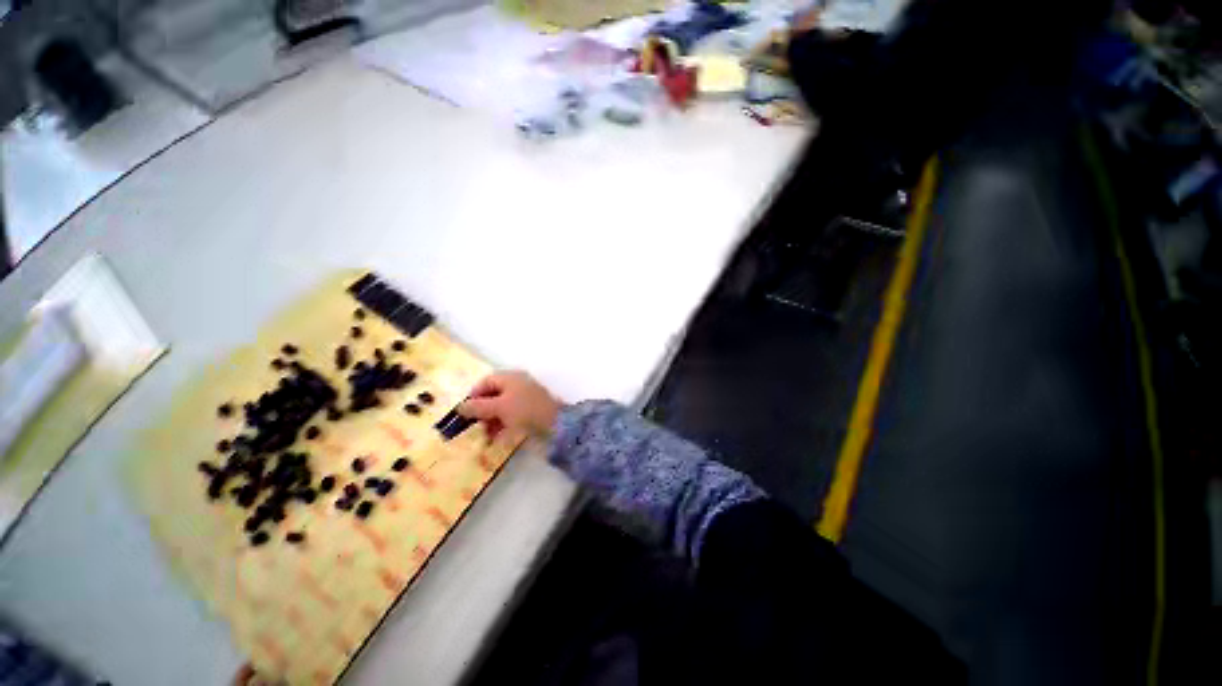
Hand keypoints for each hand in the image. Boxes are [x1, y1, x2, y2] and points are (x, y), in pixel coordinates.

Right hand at [457, 371, 561, 439]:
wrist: (557, 424)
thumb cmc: (525, 410)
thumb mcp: (499, 407)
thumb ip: (478, 407)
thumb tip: (460, 408)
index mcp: (511, 378)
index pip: (486, 382)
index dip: (473, 396)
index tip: (463, 413)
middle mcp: (517, 386)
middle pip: (493, 396)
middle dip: (482, 411)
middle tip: (473, 427)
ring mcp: (525, 400)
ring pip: (502, 408)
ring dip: (491, 421)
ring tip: (485, 436)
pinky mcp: (530, 413)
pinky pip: (512, 418)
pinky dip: (503, 426)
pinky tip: (497, 439)